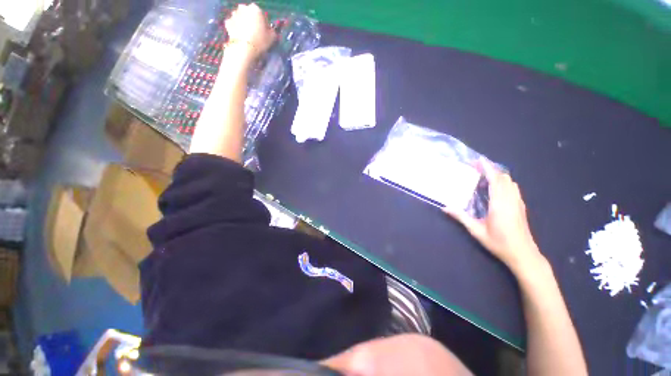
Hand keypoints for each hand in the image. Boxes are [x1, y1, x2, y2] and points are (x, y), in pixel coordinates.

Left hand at [225, 3, 276, 59]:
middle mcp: (244, 8)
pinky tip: (239, 35)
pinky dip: (235, 27)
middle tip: (255, 32)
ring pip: (240, 17)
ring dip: (243, 23)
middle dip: (251, 20)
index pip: (261, 14)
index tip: (264, 31)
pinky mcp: (227, 23)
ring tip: (246, 34)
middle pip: (249, 13)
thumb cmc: (260, 41)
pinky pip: (233, 23)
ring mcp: (234, 14)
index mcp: (256, 9)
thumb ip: (271, 31)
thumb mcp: (272, 37)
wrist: (243, 48)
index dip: (263, 23)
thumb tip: (270, 30)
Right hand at [443, 159, 542, 271]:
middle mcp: (511, 200)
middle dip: (491, 169)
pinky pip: (513, 188)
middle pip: (504, 178)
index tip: (479, 160)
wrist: (523, 254)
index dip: (487, 168)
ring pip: (510, 182)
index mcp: (500, 203)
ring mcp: (518, 203)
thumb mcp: (476, 231)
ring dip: (498, 175)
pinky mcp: (521, 206)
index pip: (495, 180)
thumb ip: (461, 217)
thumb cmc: (499, 242)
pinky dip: (504, 182)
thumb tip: (445, 207)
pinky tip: (495, 188)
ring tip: (484, 175)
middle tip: (477, 167)